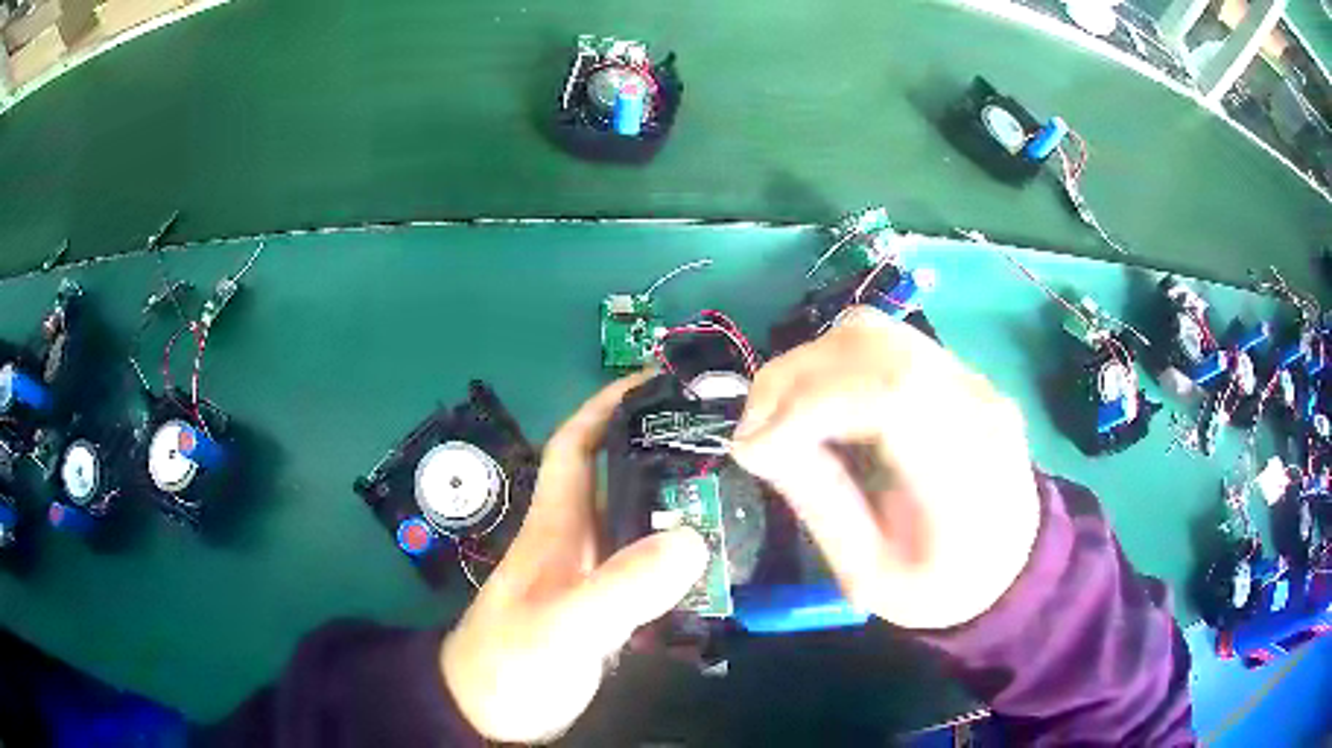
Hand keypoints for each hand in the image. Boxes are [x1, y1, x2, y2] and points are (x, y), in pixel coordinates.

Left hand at [442, 373, 708, 743]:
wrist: (489, 713)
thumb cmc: (511, 662)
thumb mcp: (563, 626)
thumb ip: (620, 587)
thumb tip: (693, 539)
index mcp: (556, 525)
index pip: (576, 444)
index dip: (608, 406)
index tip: (657, 382)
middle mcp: (576, 541)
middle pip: (619, 478)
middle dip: (663, 449)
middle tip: (726, 440)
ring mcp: (591, 576)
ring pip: (639, 523)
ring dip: (680, 504)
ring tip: (739, 492)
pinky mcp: (605, 609)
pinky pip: (650, 568)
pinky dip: (682, 557)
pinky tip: (718, 562)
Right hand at [731, 307, 1039, 629]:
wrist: (1013, 564)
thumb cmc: (943, 588)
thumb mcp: (872, 578)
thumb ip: (820, 506)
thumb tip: (754, 444)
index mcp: (968, 474)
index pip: (891, 394)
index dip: (810, 406)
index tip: (753, 448)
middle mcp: (977, 406)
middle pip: (874, 345)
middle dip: (792, 380)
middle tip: (752, 434)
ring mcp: (971, 379)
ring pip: (873, 332)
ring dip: (809, 366)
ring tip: (778, 418)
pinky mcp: (957, 372)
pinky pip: (883, 343)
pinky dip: (832, 365)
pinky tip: (817, 406)